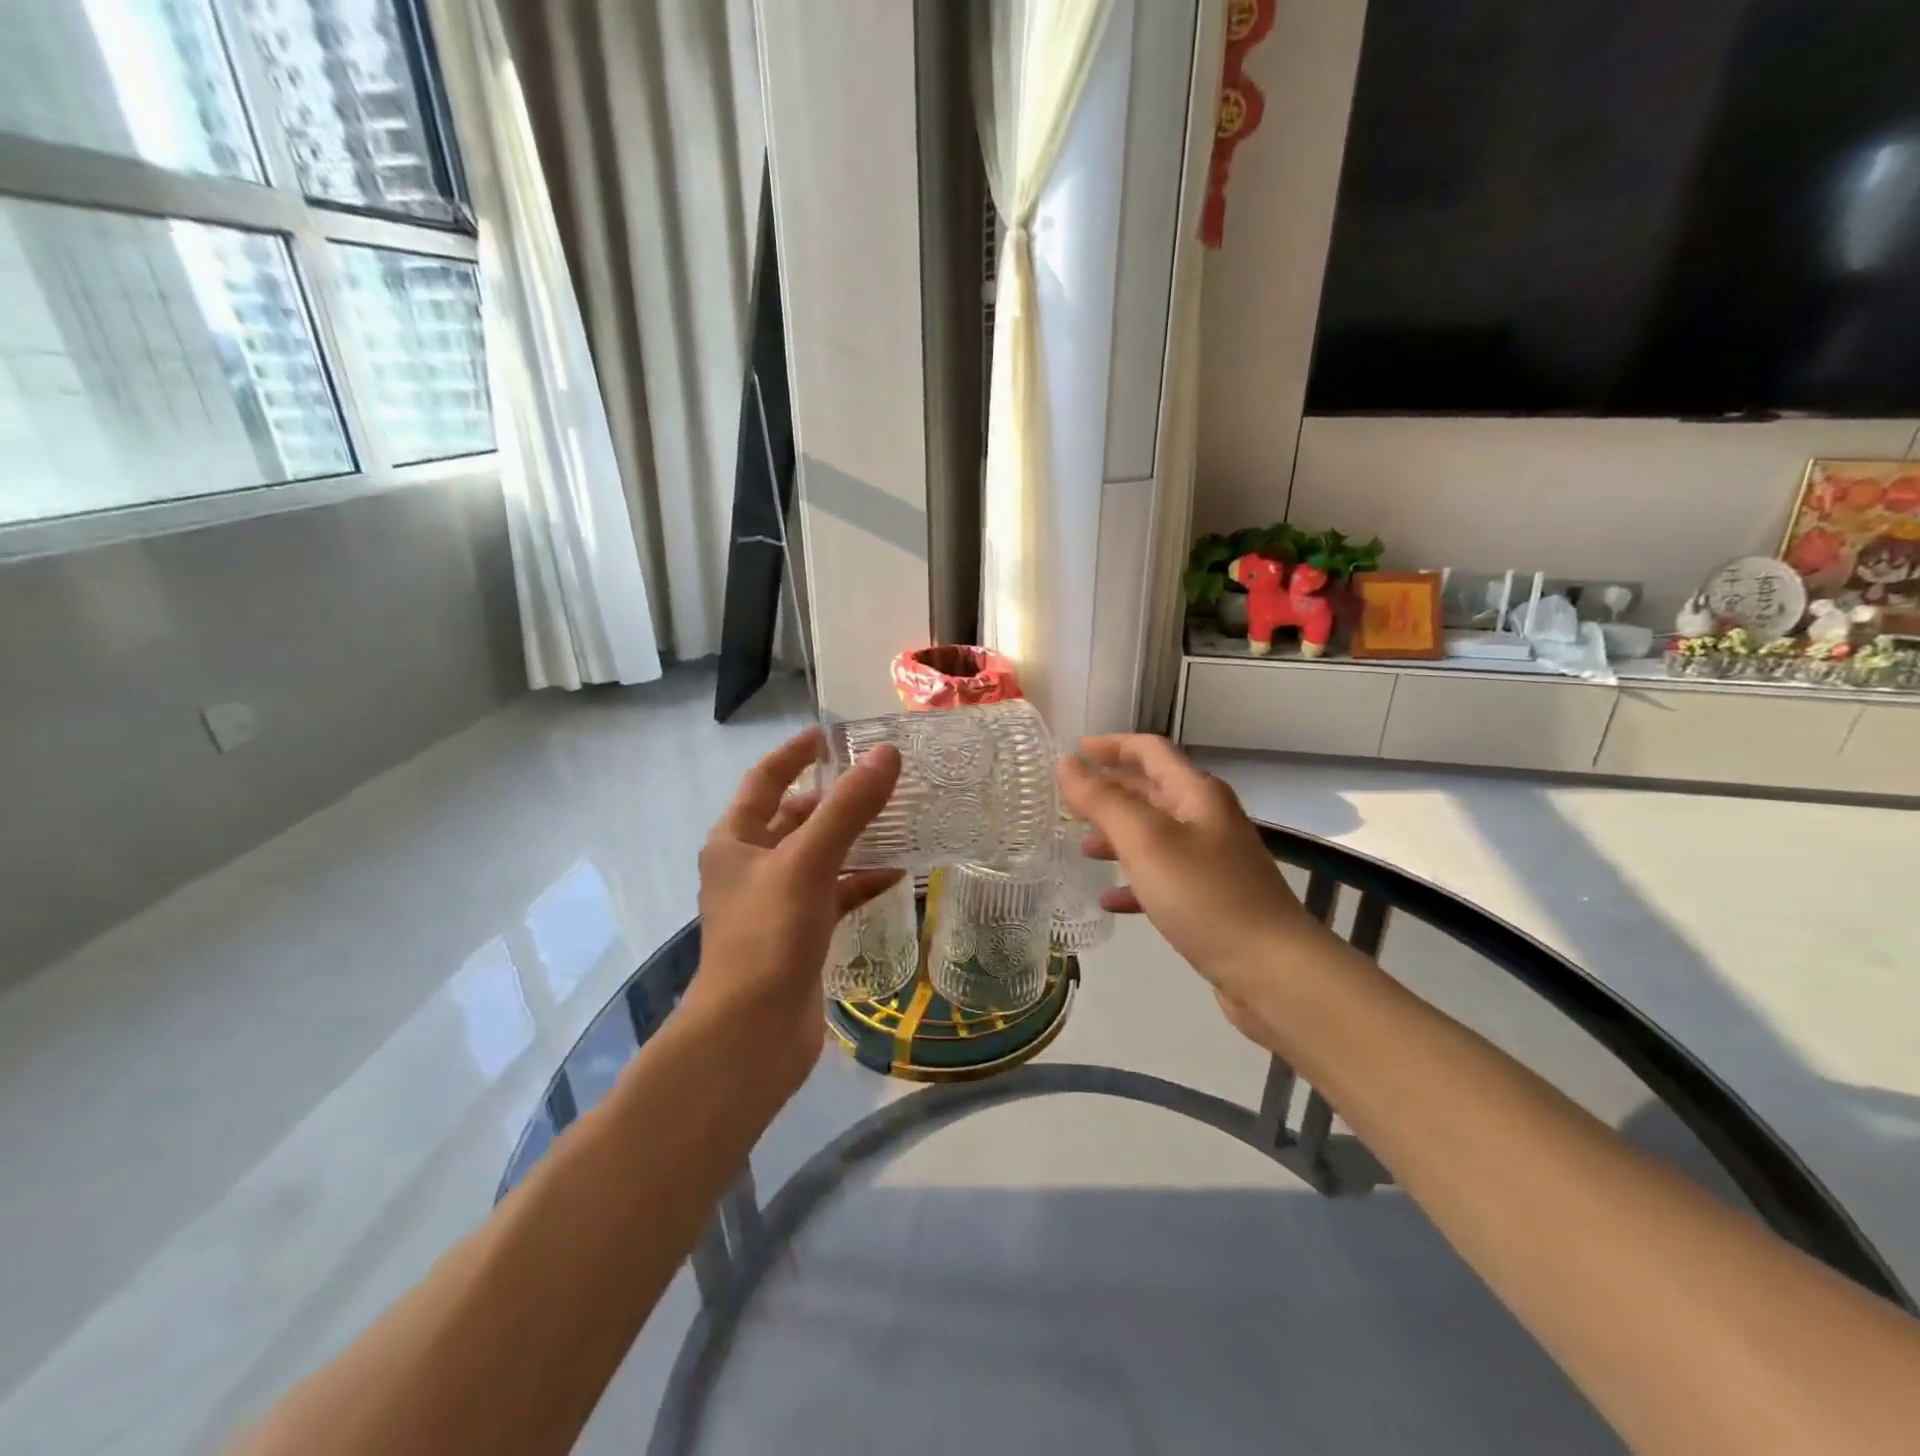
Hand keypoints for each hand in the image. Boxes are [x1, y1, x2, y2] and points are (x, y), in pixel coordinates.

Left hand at [683, 728, 902, 1096]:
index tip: (831, 734)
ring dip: (853, 838)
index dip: (796, 754)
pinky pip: (834, 894)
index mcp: (736, 840)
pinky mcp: (800, 935)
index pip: (766, 779)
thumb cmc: (767, 936)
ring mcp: (776, 903)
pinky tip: (897, 875)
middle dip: (834, 797)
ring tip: (898, 817)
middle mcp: (751, 866)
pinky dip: (861, 882)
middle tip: (879, 776)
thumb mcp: (808, 861)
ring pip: (819, 856)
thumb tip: (887, 754)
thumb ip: (848, 807)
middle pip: (795, 817)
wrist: (751, 1035)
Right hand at [1057, 735, 1332, 1012]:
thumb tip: (1067, 764)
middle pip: (1152, 790)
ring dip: (1118, 835)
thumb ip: (1104, 801)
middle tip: (1068, 801)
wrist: (1273, 970)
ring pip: (1154, 835)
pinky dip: (1134, 880)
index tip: (1074, 751)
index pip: (1150, 751)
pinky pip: (1163, 877)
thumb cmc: (1205, 895)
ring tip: (1082, 848)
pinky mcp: (1210, 898)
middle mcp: (1206, 819)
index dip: (1112, 745)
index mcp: (1196, 794)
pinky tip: (1110, 899)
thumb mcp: (1146, 841)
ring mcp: (1211, 860)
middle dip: (1110, 790)